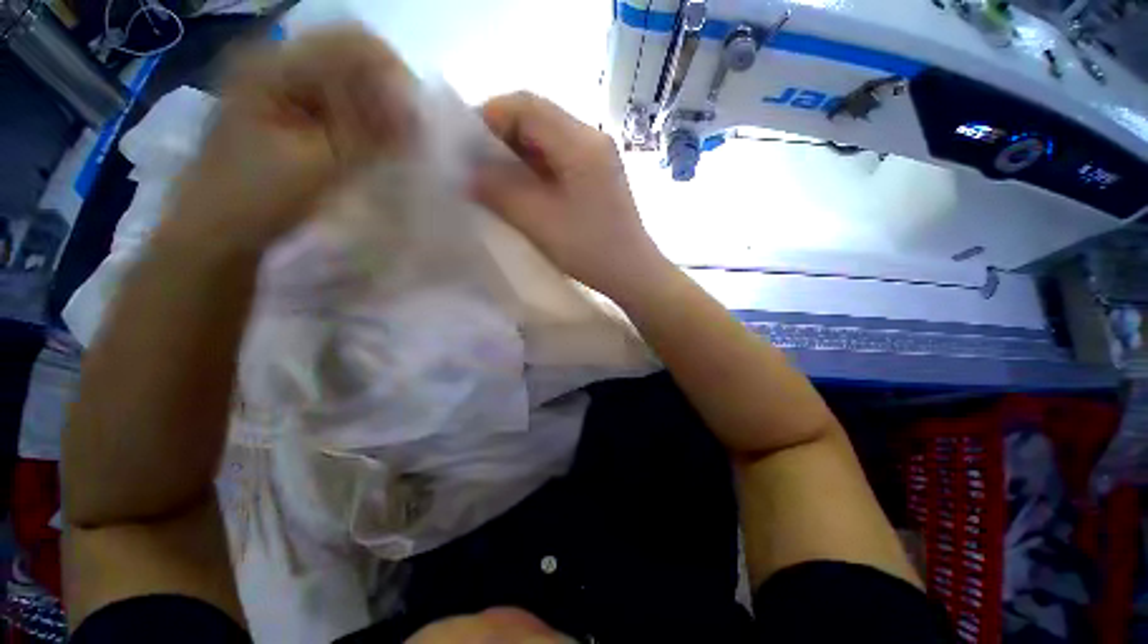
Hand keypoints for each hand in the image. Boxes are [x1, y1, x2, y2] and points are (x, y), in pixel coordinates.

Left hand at [157, 26, 414, 254]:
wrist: (217, 232)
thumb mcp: (316, 164)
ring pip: (351, 86)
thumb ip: (367, 136)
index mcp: (275, 64)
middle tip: (413, 138)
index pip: (355, 46)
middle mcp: (279, 64)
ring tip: (398, 147)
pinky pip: (341, 107)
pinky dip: (366, 125)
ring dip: (380, 113)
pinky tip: (377, 149)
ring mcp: (284, 89)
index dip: (396, 78)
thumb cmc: (256, 198)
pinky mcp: (292, 114)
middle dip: (391, 97)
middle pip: (355, 62)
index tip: (419, 122)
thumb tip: (416, 117)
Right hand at [471, 92, 668, 299]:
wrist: (632, 272)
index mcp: (580, 142)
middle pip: (537, 117)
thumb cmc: (590, 249)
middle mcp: (592, 138)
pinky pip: (558, 157)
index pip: (526, 105)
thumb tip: (467, 172)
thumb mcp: (539, 221)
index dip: (489, 117)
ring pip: (546, 138)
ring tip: (494, 178)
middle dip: (500, 136)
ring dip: (517, 153)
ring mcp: (597, 156)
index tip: (464, 145)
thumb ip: (499, 191)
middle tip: (476, 164)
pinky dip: (534, 167)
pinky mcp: (597, 174)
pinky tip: (522, 188)